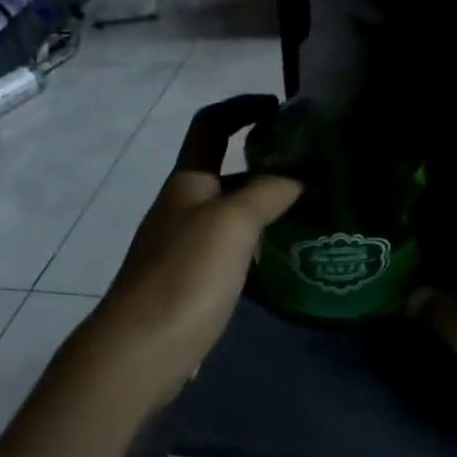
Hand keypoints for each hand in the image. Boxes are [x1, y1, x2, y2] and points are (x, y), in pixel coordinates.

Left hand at [76, 97, 299, 414]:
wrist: (143, 349)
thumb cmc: (186, 277)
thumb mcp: (232, 224)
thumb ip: (266, 194)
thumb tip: (294, 179)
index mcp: (187, 184)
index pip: (211, 126)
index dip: (241, 108)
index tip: (279, 107)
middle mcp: (181, 212)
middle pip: (223, 174)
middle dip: (264, 167)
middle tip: (312, 176)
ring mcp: (181, 252)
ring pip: (227, 219)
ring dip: (262, 212)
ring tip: (306, 219)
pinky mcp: (188, 288)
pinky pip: (226, 256)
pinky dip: (253, 250)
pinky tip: (277, 265)